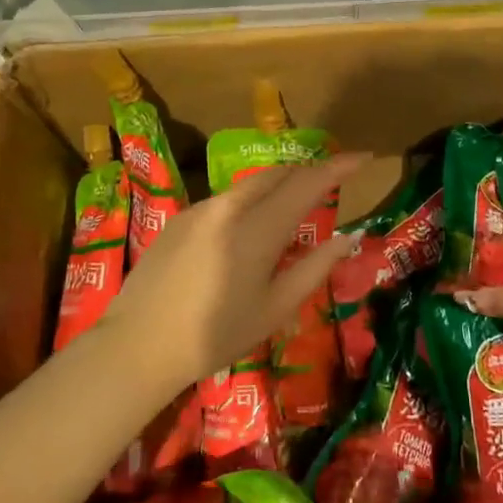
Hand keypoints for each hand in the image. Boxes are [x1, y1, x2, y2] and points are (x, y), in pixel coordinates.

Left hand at [104, 153, 367, 388]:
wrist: (138, 345)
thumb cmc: (215, 335)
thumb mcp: (275, 308)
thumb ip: (315, 268)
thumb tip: (348, 237)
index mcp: (258, 228)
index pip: (308, 183)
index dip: (339, 167)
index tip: (364, 157)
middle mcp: (230, 206)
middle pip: (278, 174)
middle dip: (309, 172)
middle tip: (332, 182)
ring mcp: (201, 209)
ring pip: (250, 184)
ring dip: (279, 185)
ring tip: (295, 203)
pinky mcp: (180, 218)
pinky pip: (226, 199)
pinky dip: (250, 201)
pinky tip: (250, 228)